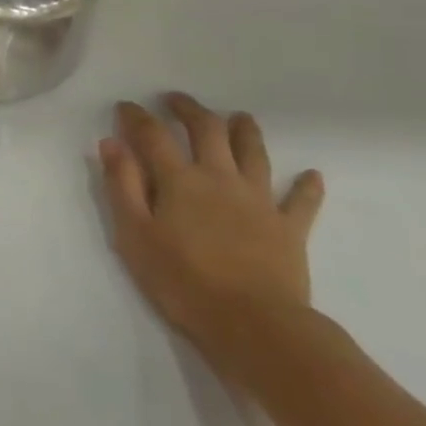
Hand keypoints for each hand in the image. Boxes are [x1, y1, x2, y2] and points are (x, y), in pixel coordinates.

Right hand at [97, 93, 325, 365]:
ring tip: (239, 117)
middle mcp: (220, 178)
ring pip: (254, 154)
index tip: (125, 107)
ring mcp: (259, 201)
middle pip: (208, 130)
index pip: (153, 135)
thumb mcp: (134, 235)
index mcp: (180, 180)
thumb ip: (122, 186)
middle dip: (190, 110)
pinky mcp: (289, 228)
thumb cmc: (183, 281)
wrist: (254, 325)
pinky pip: (302, 202)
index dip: (137, 117)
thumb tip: (112, 143)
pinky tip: (313, 175)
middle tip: (176, 100)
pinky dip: (307, 187)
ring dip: (245, 131)